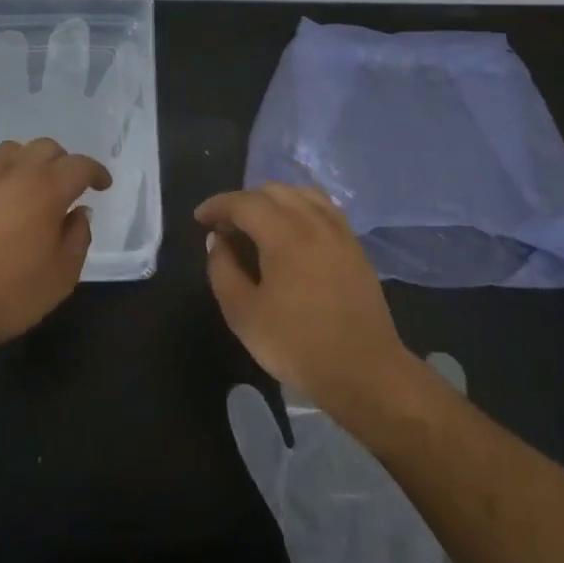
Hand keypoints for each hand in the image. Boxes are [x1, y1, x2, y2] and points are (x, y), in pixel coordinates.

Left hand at [0, 138, 111, 352]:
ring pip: (10, 150)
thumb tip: (78, 213)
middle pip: (45, 148)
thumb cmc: (11, 293)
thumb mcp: (63, 274)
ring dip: (27, 162)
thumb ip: (78, 237)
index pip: (80, 165)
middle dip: (62, 163)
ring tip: (29, 186)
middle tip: (67, 187)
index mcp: (47, 188)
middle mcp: (14, 172)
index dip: (96, 172)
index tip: (102, 186)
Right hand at [196, 183, 414, 420]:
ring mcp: (340, 232)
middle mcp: (314, 222)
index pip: (244, 202)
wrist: (364, 371)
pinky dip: (300, 207)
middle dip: (243, 200)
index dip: (217, 205)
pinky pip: (323, 208)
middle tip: (225, 225)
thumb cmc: (297, 345)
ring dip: (273, 199)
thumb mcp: (243, 314)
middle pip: (274, 190)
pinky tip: (291, 231)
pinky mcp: (355, 247)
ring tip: (256, 223)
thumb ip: (223, 270)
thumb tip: (217, 240)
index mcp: (285, 234)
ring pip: (302, 194)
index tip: (199, 218)